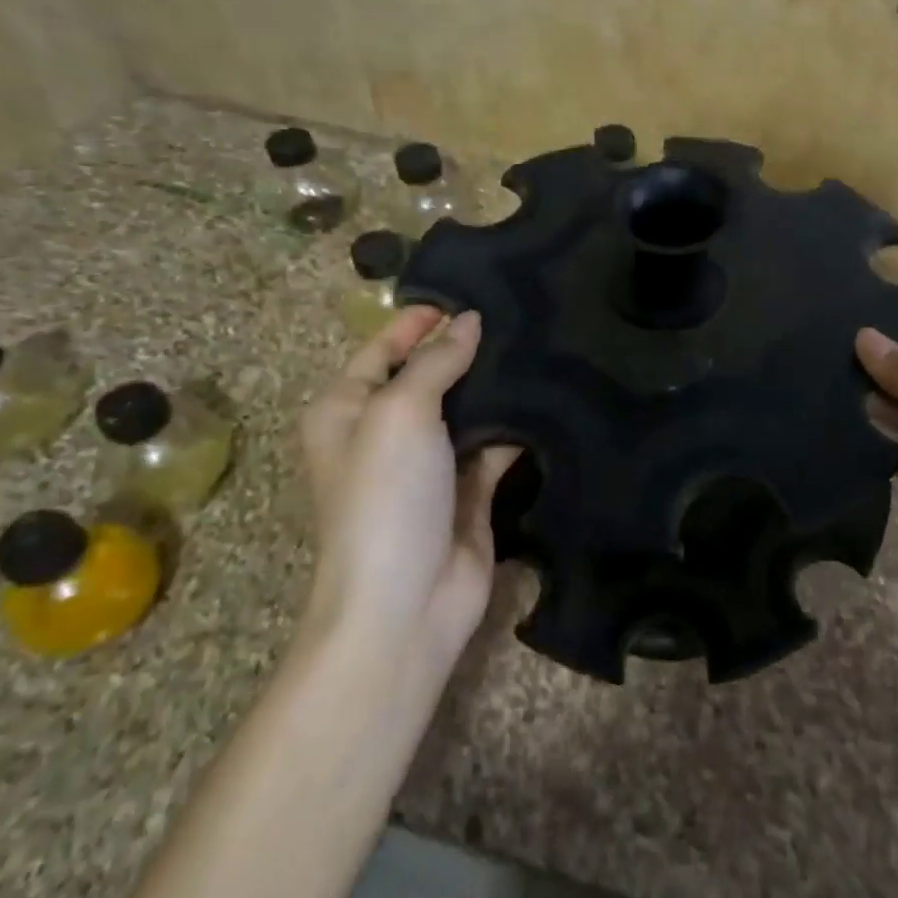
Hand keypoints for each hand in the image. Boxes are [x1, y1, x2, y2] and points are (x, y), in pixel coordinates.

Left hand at [299, 307, 518, 675]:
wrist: (405, 603)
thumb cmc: (384, 496)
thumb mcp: (400, 413)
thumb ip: (435, 362)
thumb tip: (469, 321)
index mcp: (347, 410)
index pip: (381, 348)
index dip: (417, 321)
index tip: (468, 293)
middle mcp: (384, 433)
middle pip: (427, 376)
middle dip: (465, 349)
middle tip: (518, 312)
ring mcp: (428, 465)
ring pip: (465, 410)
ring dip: (495, 386)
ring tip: (540, 343)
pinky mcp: (468, 492)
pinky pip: (494, 447)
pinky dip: (516, 427)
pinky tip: (549, 397)